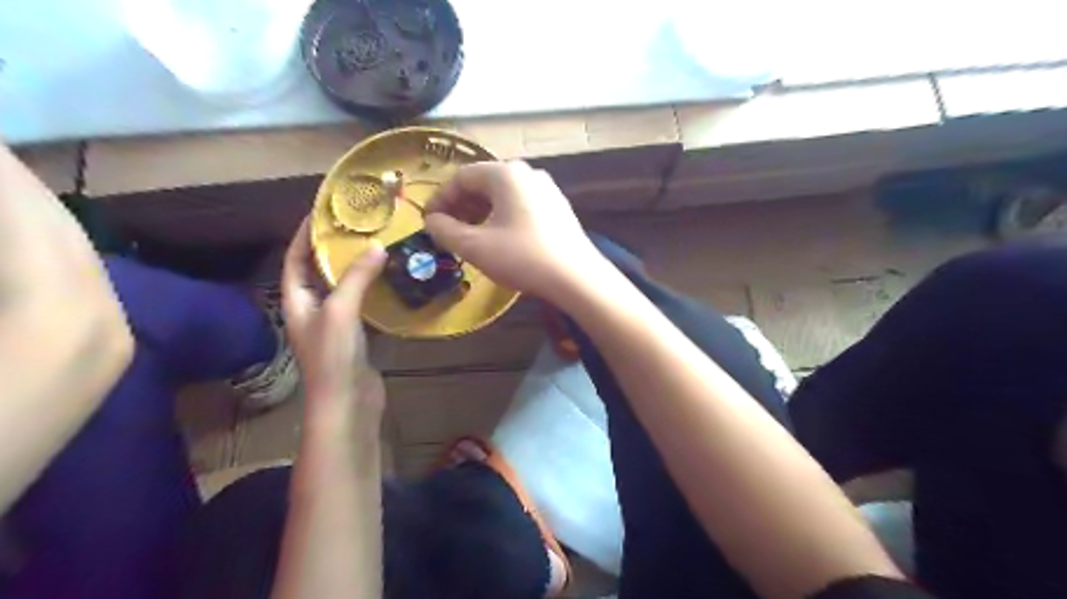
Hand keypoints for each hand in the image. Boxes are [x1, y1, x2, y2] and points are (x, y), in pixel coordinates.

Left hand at [279, 219, 387, 420]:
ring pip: (342, 287)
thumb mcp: (340, 311)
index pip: (294, 259)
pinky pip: (362, 303)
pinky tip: (389, 280)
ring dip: (355, 268)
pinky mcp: (356, 335)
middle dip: (332, 248)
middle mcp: (312, 309)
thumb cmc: (333, 356)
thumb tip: (377, 245)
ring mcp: (335, 323)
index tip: (320, 212)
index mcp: (296, 301)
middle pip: (318, 271)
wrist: (347, 403)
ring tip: (375, 246)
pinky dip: (372, 288)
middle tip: (356, 226)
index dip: (302, 235)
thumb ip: (356, 278)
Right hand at [423, 160, 603, 298]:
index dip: (440, 199)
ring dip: (480, 213)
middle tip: (448, 231)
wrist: (576, 278)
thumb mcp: (475, 246)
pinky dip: (502, 217)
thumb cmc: (522, 257)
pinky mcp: (558, 207)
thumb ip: (445, 230)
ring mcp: (547, 189)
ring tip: (471, 237)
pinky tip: (499, 240)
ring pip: (503, 195)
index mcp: (505, 173)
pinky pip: (521, 205)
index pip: (462, 177)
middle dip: (461, 207)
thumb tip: (431, 221)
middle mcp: (528, 173)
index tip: (429, 222)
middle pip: (483, 183)